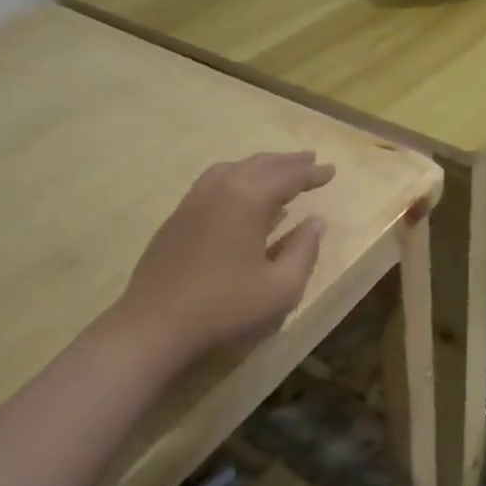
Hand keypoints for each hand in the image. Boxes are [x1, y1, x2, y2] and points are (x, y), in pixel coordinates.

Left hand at [111, 152, 333, 363]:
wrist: (154, 326)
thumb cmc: (225, 308)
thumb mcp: (281, 287)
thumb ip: (304, 251)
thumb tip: (316, 222)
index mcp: (247, 199)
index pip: (287, 177)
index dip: (312, 174)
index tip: (331, 170)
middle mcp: (219, 189)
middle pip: (259, 165)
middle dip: (288, 162)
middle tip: (310, 160)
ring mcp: (193, 201)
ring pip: (233, 169)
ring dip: (261, 166)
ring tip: (279, 170)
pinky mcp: (177, 217)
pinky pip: (213, 182)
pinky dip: (237, 177)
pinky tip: (242, 194)